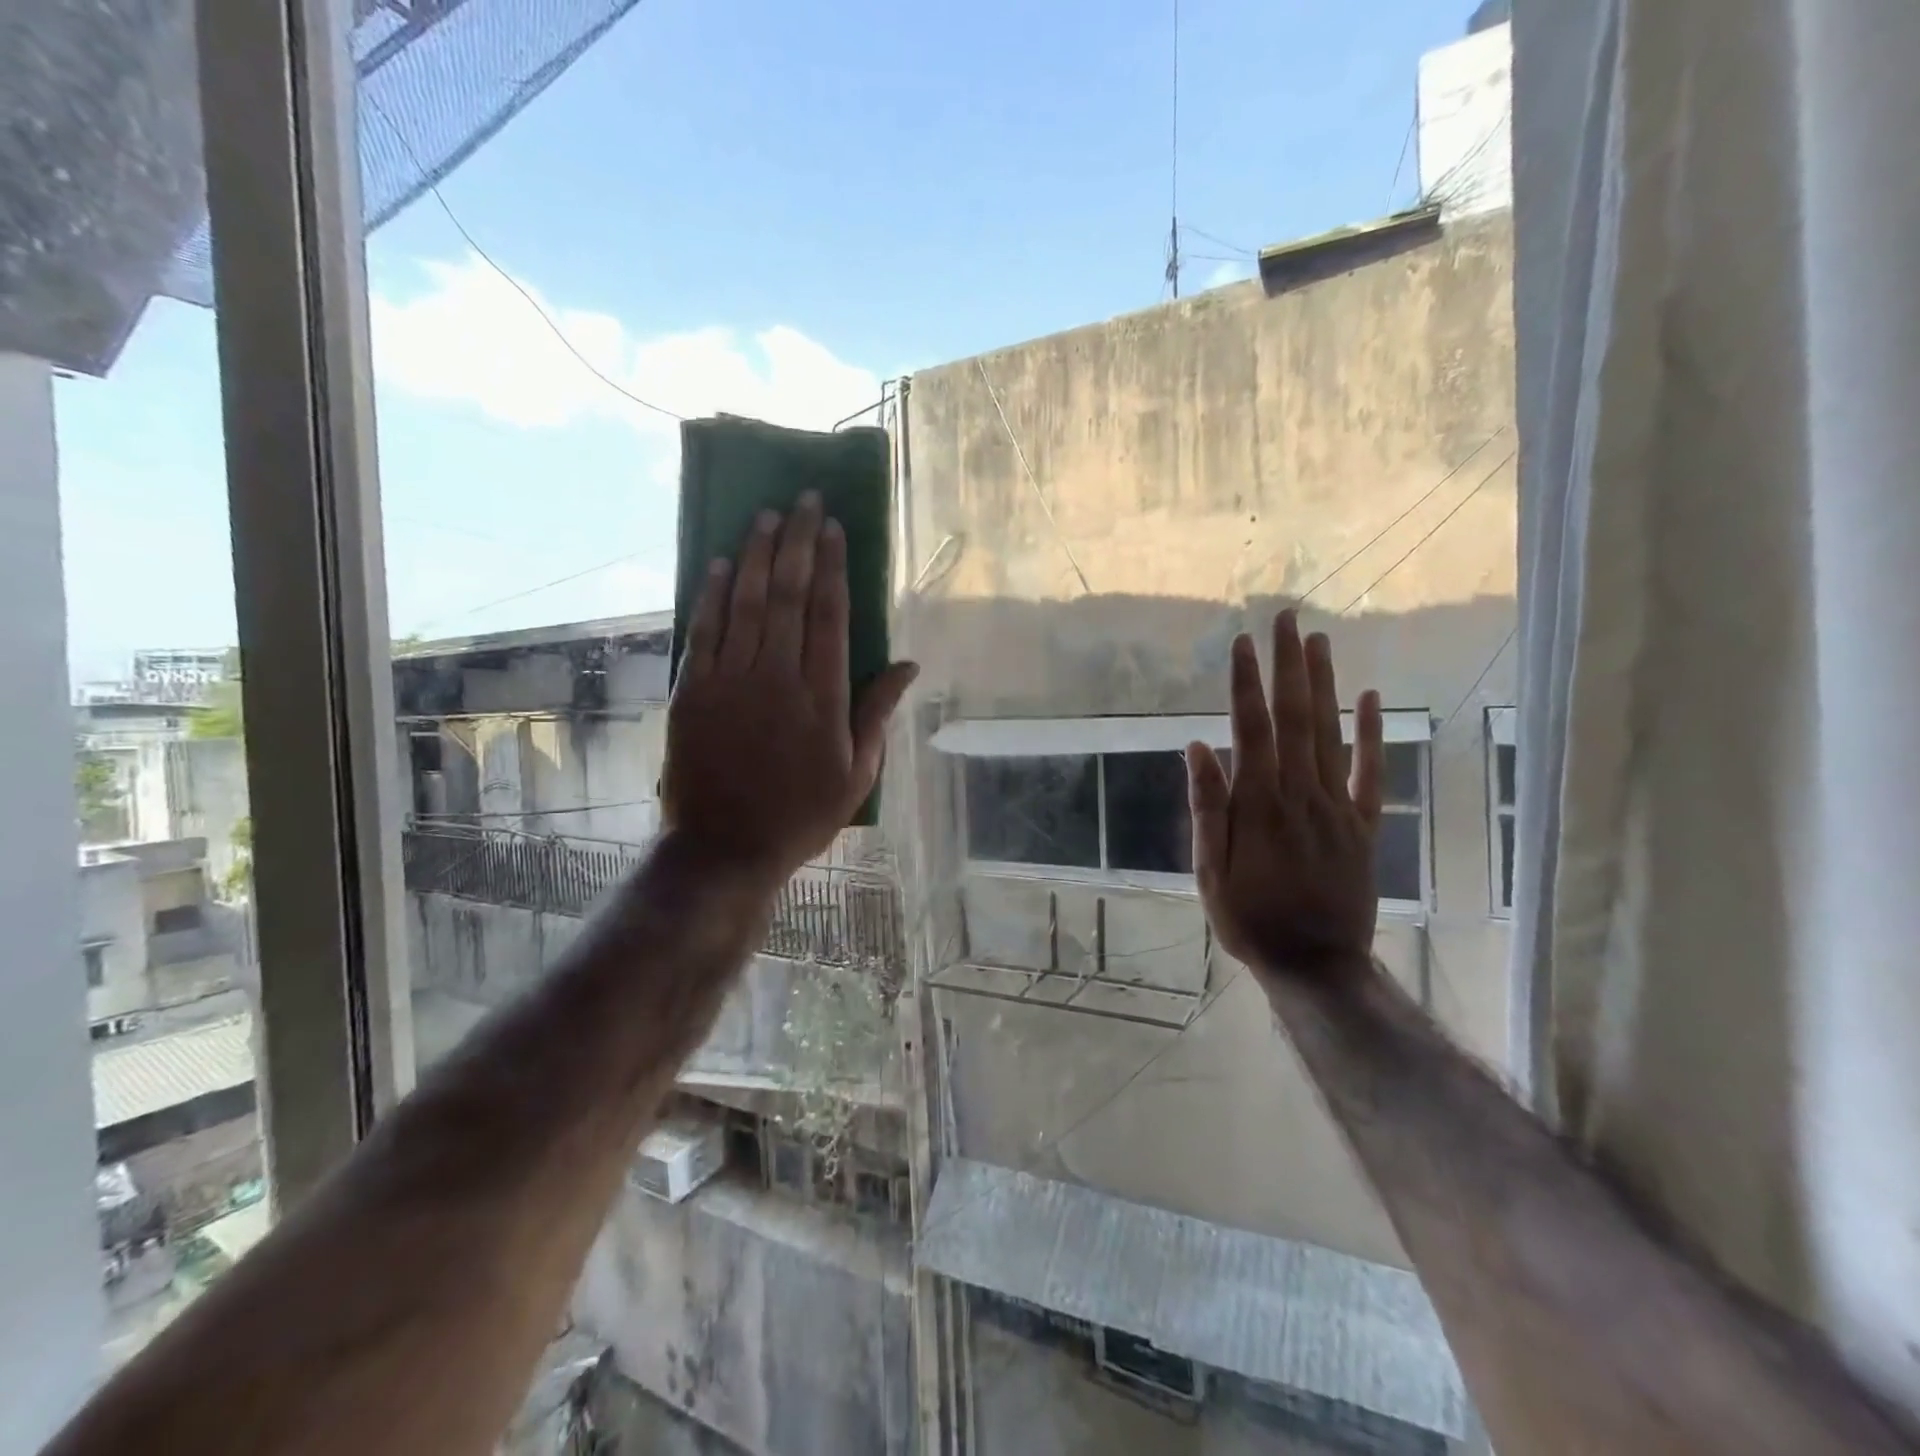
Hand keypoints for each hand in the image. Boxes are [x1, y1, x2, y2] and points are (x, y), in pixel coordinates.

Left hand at [662, 493, 917, 883]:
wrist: (726, 847)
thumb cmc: (802, 814)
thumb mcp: (857, 772)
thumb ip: (878, 712)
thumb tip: (908, 663)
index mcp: (823, 695)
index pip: (829, 613)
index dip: (831, 565)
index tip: (832, 527)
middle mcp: (777, 676)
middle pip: (787, 594)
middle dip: (796, 541)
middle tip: (802, 500)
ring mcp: (730, 680)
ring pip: (745, 602)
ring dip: (755, 554)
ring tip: (765, 515)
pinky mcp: (693, 691)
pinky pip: (704, 630)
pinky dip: (712, 594)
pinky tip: (720, 563)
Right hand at [1186, 610, 1383, 983]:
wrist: (1316, 964)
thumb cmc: (1250, 919)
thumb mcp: (1210, 871)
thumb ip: (1208, 807)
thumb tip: (1197, 747)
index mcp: (1259, 804)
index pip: (1251, 729)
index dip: (1245, 683)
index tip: (1241, 642)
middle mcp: (1301, 794)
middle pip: (1296, 718)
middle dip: (1288, 665)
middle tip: (1285, 619)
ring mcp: (1338, 807)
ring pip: (1332, 734)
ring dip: (1324, 684)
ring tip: (1318, 640)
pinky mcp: (1364, 825)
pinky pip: (1371, 773)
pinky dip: (1372, 734)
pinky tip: (1369, 699)